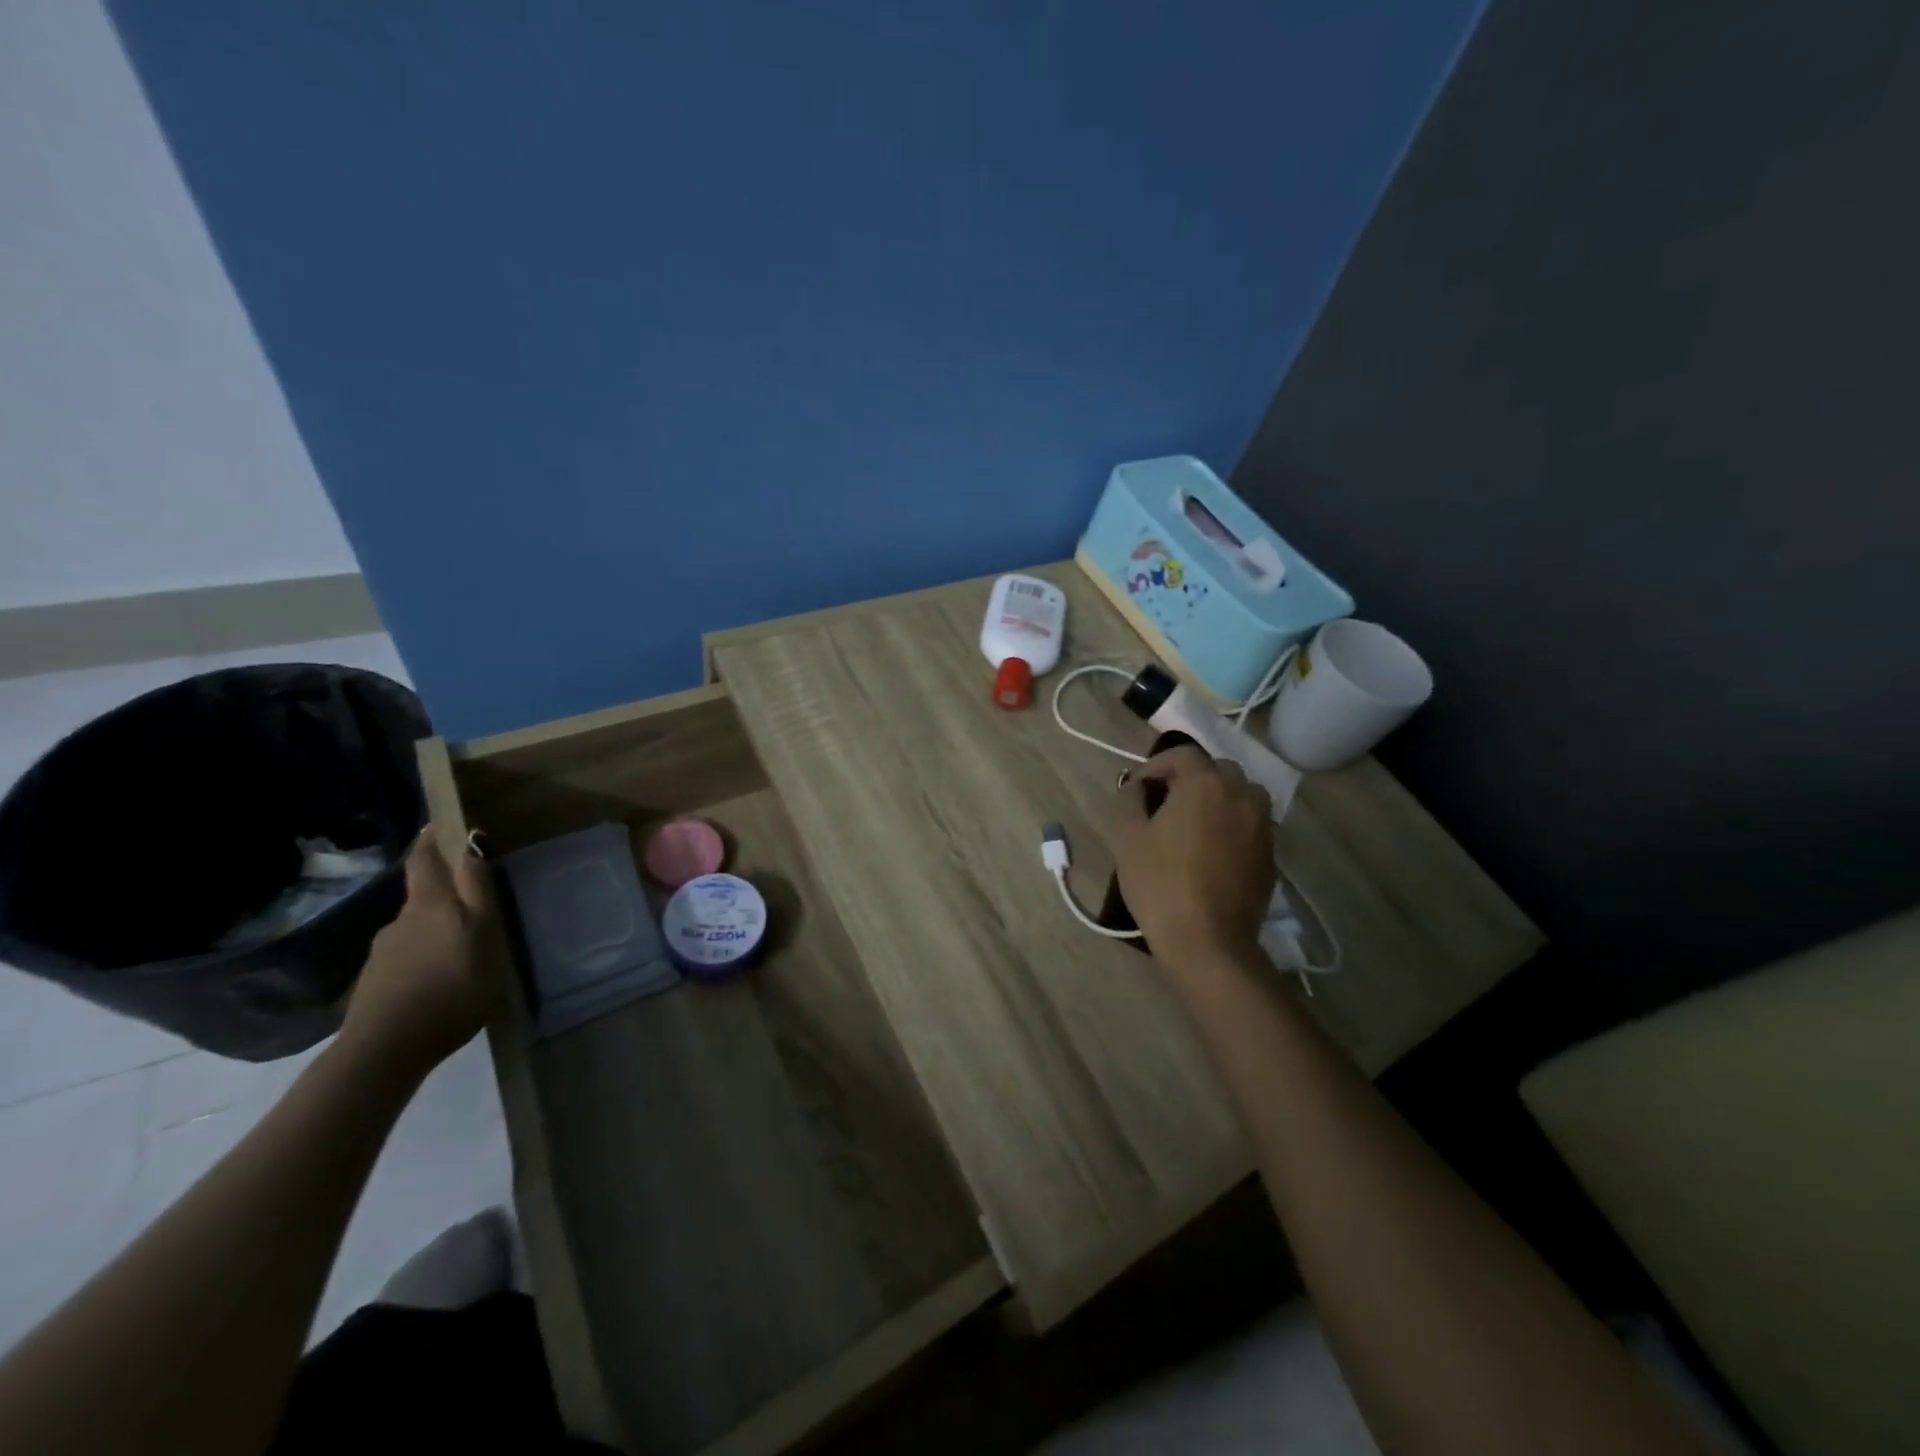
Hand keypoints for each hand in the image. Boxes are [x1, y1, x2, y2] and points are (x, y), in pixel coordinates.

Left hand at [340, 827, 505, 1079]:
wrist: (387, 1048)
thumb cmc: (451, 986)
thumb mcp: (483, 936)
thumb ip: (478, 892)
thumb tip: (472, 845)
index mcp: (430, 905)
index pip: (425, 860)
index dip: (431, 840)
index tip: (439, 825)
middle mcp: (401, 921)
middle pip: (422, 895)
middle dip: (443, 892)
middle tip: (472, 903)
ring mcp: (383, 953)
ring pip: (414, 928)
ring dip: (435, 930)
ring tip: (460, 949)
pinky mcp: (375, 983)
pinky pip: (405, 958)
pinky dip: (423, 958)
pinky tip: (438, 979)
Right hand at [1112, 745, 1275, 981]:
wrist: (1207, 941)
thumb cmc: (1160, 883)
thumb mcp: (1128, 837)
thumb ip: (1130, 799)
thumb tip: (1137, 786)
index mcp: (1205, 783)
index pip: (1182, 754)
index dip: (1156, 766)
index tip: (1137, 788)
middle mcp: (1242, 794)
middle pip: (1216, 770)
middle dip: (1189, 779)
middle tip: (1164, 804)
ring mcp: (1263, 825)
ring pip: (1240, 795)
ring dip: (1217, 799)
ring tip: (1192, 825)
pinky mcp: (1271, 854)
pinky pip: (1250, 824)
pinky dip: (1232, 825)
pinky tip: (1211, 851)